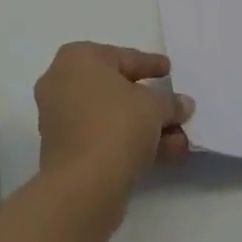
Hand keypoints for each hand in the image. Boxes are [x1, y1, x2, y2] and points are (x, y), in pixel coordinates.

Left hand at [34, 43, 192, 205]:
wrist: (83, 185)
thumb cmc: (117, 125)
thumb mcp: (154, 106)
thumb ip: (170, 102)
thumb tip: (183, 104)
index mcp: (78, 58)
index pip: (123, 57)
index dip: (150, 64)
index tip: (168, 69)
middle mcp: (62, 82)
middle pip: (116, 89)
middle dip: (151, 104)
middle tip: (176, 109)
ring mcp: (59, 118)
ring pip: (111, 117)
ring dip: (146, 128)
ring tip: (181, 141)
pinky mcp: (62, 150)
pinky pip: (101, 137)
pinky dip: (129, 142)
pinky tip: (164, 154)